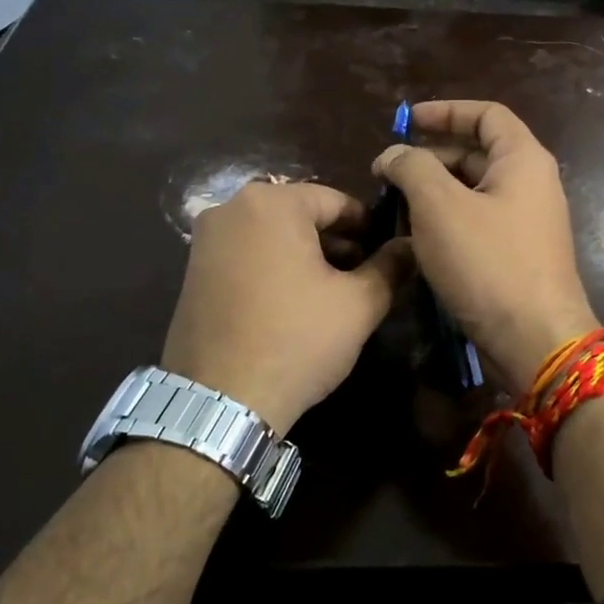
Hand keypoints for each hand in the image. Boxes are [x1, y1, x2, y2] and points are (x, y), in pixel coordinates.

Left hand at [160, 182, 409, 434]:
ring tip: (334, 292)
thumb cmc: (297, 340)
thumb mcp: (359, 303)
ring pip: (273, 235)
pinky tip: (294, 303)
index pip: (337, 201)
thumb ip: (391, 265)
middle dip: (337, 241)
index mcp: (272, 203)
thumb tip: (412, 245)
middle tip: (365, 275)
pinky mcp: (191, 272)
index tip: (388, 254)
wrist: (220, 402)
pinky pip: (246, 255)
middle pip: (302, 214)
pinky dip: (275, 268)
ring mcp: (204, 240)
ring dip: (307, 255)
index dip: (369, 227)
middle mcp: (231, 208)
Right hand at [373, 101, 597, 388]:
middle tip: (388, 174)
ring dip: (435, 191)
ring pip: (474, 191)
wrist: (535, 340)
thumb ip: (412, 168)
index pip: (487, 114)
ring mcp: (527, 222)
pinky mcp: (517, 255)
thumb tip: (393, 154)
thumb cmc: (489, 263)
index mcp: (523, 160)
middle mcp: (531, 184)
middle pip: (478, 152)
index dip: (445, 111)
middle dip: (431, 157)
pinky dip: (447, 220)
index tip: (405, 121)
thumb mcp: (440, 206)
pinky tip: (417, 237)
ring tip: (395, 205)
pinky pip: (478, 222)